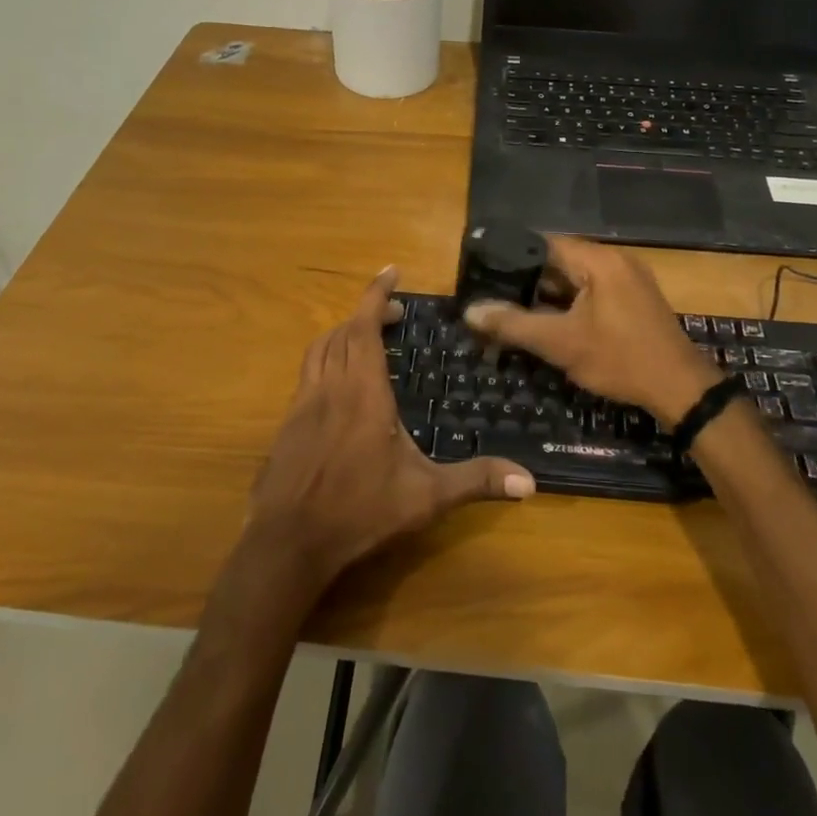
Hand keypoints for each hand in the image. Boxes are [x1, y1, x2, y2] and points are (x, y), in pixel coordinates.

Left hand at [250, 267, 533, 590]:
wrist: (289, 543)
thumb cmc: (360, 512)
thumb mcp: (425, 497)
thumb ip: (476, 481)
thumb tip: (530, 482)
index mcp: (363, 393)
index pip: (365, 327)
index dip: (376, 294)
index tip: (390, 271)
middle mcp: (330, 387)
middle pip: (343, 332)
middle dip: (368, 314)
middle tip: (394, 316)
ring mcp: (302, 404)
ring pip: (319, 349)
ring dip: (342, 334)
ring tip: (366, 339)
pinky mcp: (286, 424)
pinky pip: (307, 374)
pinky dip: (326, 360)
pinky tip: (339, 386)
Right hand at [464, 236, 723, 423]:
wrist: (680, 389)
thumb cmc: (619, 359)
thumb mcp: (561, 343)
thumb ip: (514, 324)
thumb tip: (471, 311)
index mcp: (599, 260)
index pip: (545, 243)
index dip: (513, 255)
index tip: (484, 269)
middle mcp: (615, 260)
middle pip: (560, 260)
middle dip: (527, 278)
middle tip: (494, 294)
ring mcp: (628, 279)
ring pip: (576, 279)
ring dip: (548, 293)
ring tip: (513, 309)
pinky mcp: (633, 299)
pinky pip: (592, 291)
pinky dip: (569, 303)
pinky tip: (548, 321)